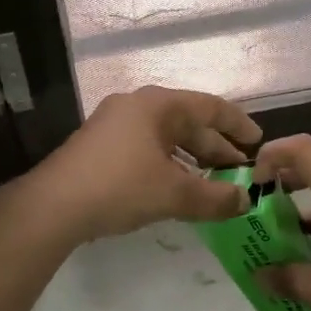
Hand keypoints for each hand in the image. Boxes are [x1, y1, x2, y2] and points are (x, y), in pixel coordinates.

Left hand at [25, 86, 262, 242]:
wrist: (53, 205)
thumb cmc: (120, 186)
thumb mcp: (174, 194)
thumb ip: (215, 198)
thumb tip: (244, 202)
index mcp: (157, 105)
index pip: (209, 106)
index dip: (237, 124)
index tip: (258, 141)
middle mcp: (136, 107)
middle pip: (187, 123)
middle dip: (215, 149)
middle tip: (240, 172)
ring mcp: (114, 126)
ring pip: (166, 139)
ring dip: (192, 161)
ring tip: (214, 185)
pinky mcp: (100, 148)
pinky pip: (147, 150)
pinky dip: (169, 167)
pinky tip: (177, 190)